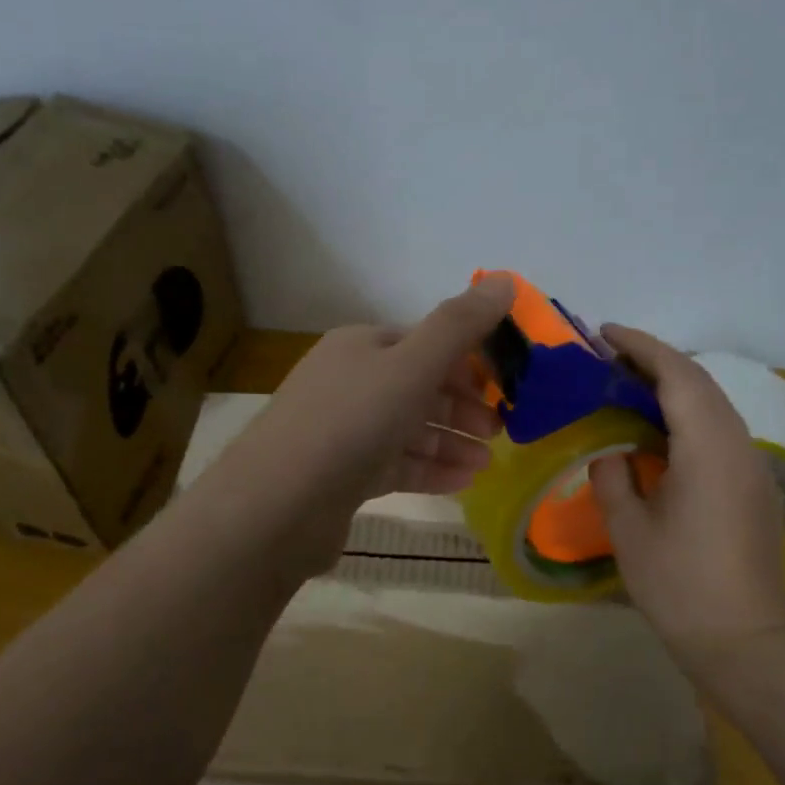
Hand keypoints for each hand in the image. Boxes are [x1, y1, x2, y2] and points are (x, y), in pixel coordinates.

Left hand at [200, 275, 514, 574]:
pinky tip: (463, 482)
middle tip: (500, 431)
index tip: (505, 387)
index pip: (425, 343)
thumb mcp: (412, 365)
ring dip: (451, 442)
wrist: (277, 504)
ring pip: (408, 429)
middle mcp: (349, 382)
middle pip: (418, 387)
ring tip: (487, 463)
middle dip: (462, 407)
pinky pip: (395, 464)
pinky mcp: (341, 475)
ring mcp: (342, 431)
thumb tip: (507, 280)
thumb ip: (460, 325)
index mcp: (361, 346)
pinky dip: (429, 470)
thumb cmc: (350, 422)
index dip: (468, 361)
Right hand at [587, 325, 784, 678]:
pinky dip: (687, 415)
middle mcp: (738, 446)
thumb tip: (611, 453)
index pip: (678, 376)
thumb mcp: (629, 531)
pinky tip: (657, 432)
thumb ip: (612, 479)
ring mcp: (753, 467)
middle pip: (700, 383)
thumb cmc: (680, 585)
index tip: (605, 333)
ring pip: (714, 406)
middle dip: (655, 361)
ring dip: (673, 387)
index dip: (642, 347)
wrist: (744, 641)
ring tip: (626, 387)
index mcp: (708, 449)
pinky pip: (720, 432)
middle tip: (608, 358)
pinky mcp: (754, 487)